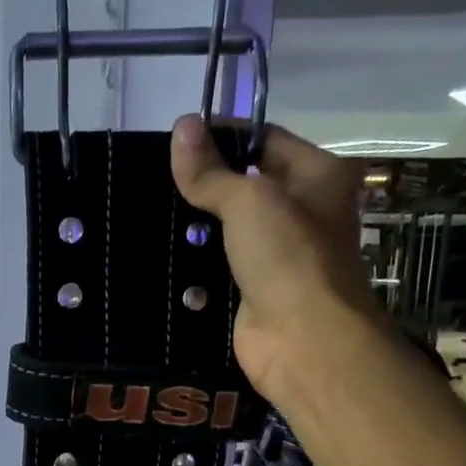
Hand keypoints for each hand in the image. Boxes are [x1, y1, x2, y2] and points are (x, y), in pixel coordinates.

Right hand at [169, 114, 379, 398]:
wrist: (301, 339)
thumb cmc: (287, 256)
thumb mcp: (249, 200)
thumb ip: (211, 170)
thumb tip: (181, 126)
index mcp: (317, 176)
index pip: (264, 140)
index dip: (222, 136)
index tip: (176, 141)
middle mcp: (301, 212)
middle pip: (243, 187)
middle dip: (203, 186)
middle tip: (154, 180)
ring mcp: (276, 256)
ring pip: (226, 231)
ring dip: (193, 229)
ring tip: (148, 215)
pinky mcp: (252, 291)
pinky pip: (216, 270)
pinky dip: (193, 266)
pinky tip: (158, 256)